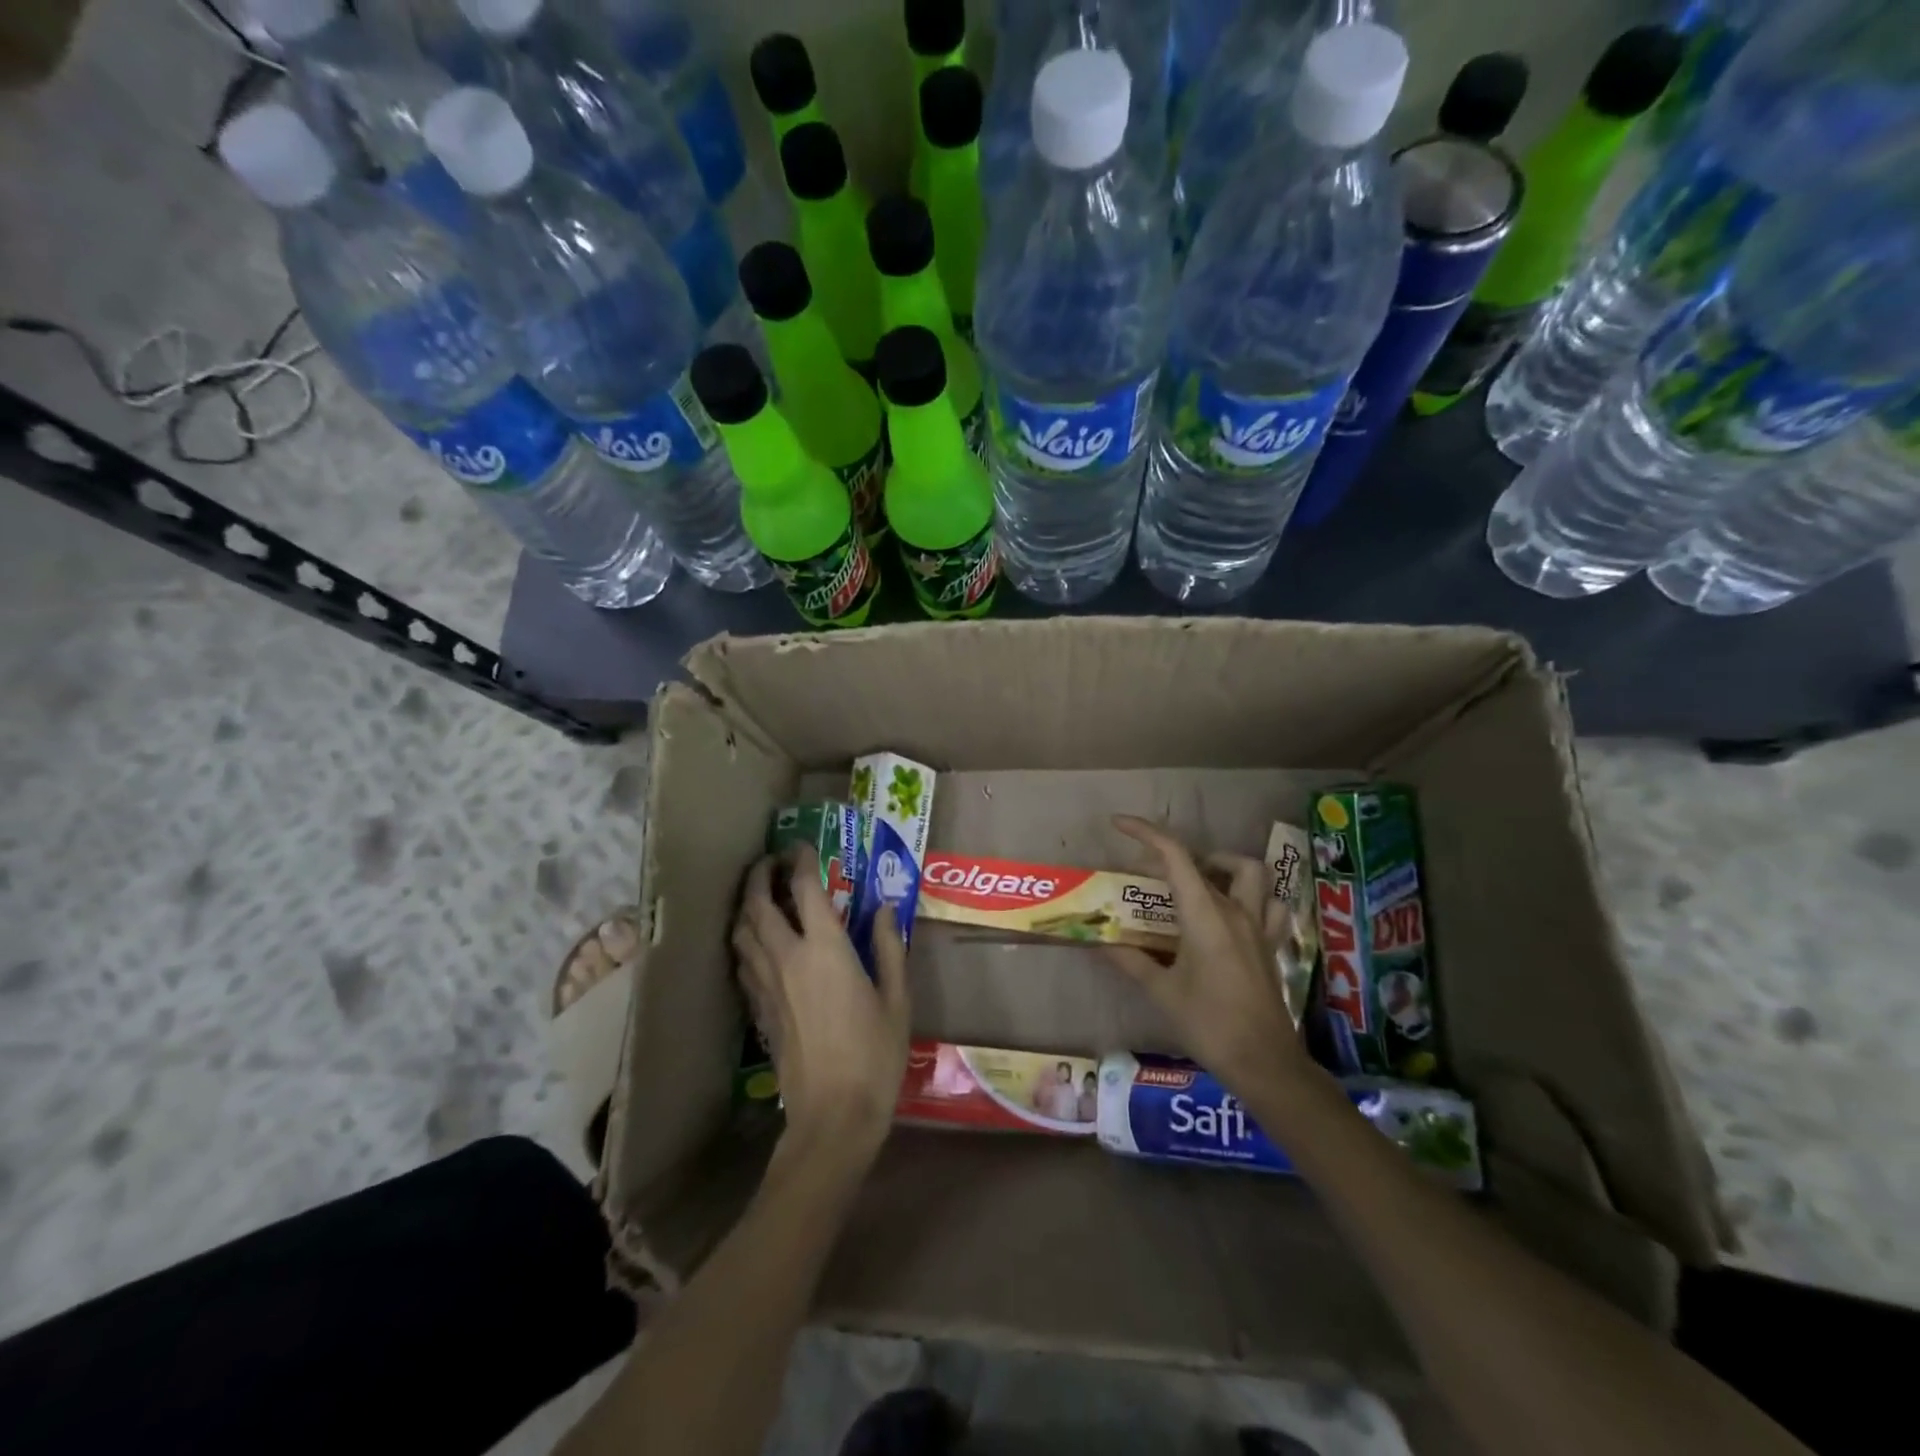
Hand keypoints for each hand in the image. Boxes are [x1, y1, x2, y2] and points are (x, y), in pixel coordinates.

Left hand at [733, 846, 910, 1167]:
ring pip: (741, 932)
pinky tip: (757, 943)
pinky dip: (745, 940)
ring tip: (759, 895)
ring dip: (746, 905)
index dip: (801, 861)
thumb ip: (888, 948)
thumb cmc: (875, 1055)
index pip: (805, 889)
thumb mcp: (897, 999)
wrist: (833, 1116)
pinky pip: (742, 962)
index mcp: (825, 950)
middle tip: (771, 861)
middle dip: (760, 875)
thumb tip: (884, 909)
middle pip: (758, 904)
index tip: (803, 846)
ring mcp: (766, 985)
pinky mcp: (758, 1010)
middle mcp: (788, 958)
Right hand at [1106, 815, 1315, 1095]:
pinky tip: (1235, 910)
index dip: (1147, 833)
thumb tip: (1099, 942)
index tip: (1120, 825)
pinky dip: (1253, 896)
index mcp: (1205, 915)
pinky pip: (1270, 905)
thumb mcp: (1161, 992)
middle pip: (1209, 861)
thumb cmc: (1208, 1024)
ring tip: (1198, 880)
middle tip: (1152, 872)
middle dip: (1177, 856)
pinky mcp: (1270, 945)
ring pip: (1250, 874)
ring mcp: (1258, 927)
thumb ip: (1130, 961)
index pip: (1175, 857)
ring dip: (1223, 866)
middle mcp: (1235, 911)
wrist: (1264, 1063)